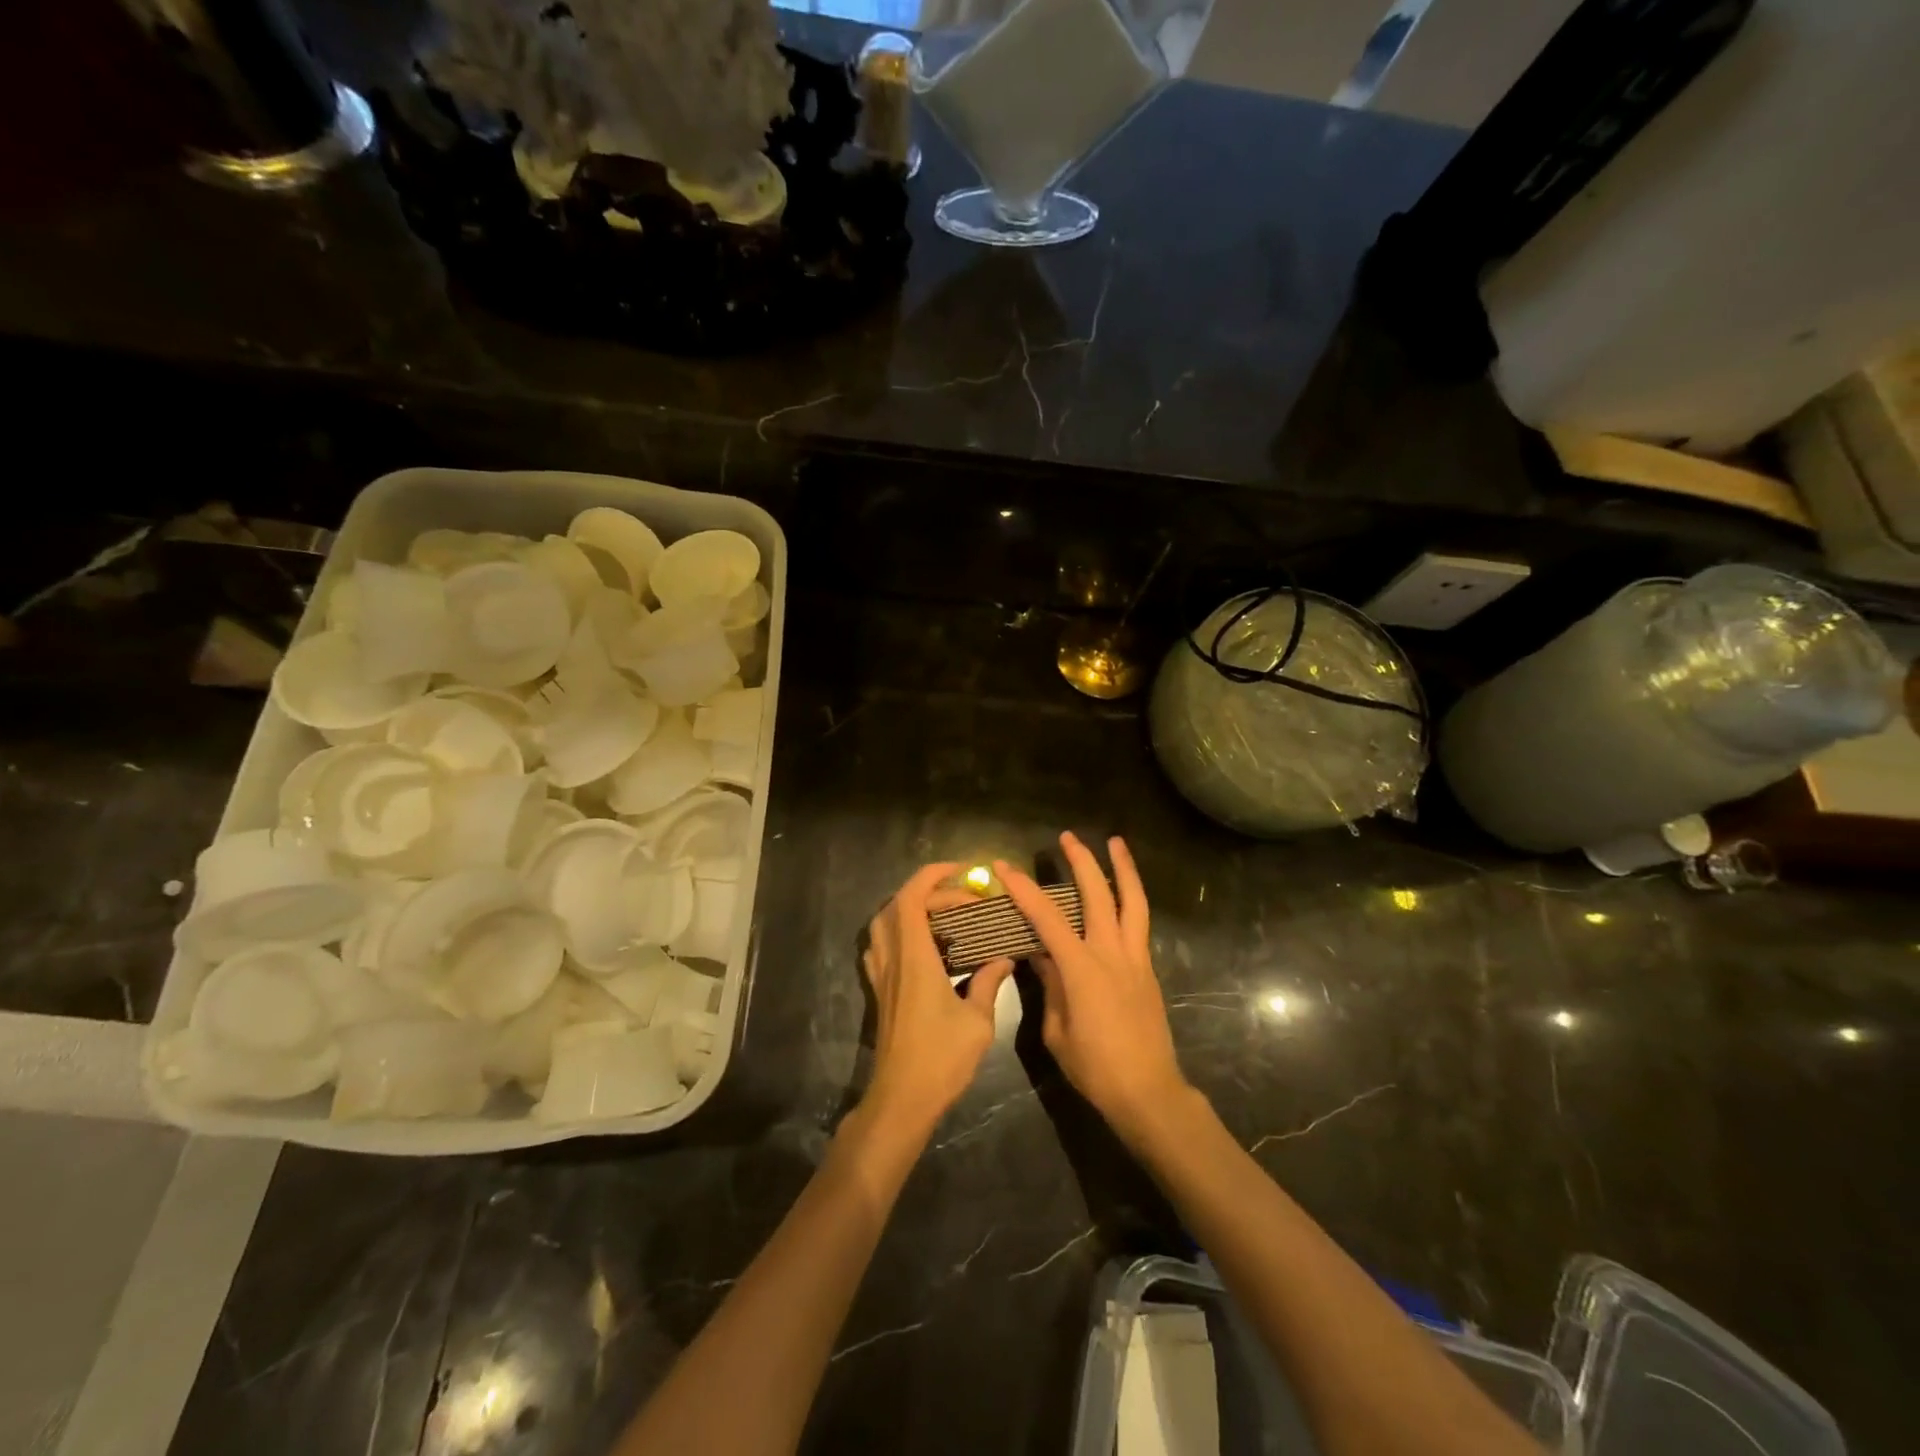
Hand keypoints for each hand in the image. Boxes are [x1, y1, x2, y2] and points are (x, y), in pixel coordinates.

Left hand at [861, 863, 1015, 1130]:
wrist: (901, 1098)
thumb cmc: (941, 1059)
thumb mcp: (978, 1022)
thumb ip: (989, 983)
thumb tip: (1003, 959)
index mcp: (915, 958)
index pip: (912, 899)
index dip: (933, 877)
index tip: (962, 873)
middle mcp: (893, 959)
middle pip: (897, 905)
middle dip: (928, 891)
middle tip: (962, 899)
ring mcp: (882, 975)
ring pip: (884, 923)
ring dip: (909, 908)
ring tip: (942, 914)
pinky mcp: (880, 991)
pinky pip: (881, 946)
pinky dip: (898, 931)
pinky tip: (922, 945)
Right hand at [995, 834, 1190, 1145]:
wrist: (1148, 1092)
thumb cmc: (1095, 1067)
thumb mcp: (1057, 1031)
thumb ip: (1049, 987)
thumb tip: (1040, 957)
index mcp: (1082, 969)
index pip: (1048, 918)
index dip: (1024, 889)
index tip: (1005, 867)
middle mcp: (1111, 954)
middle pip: (1098, 895)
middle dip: (1081, 862)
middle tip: (1067, 837)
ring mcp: (1135, 959)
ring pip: (1132, 902)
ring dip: (1123, 869)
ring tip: (1115, 843)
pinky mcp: (1148, 970)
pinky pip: (1140, 923)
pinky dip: (1131, 899)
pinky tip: (1123, 894)